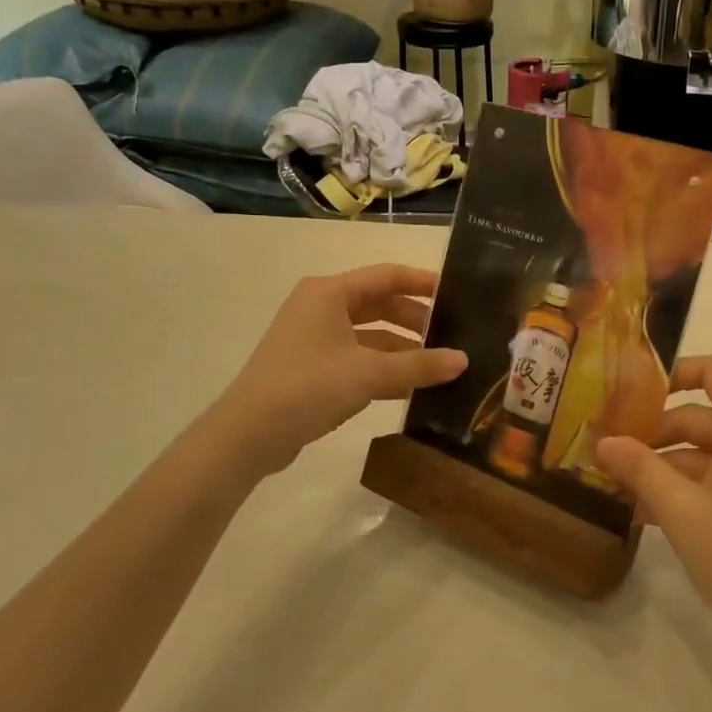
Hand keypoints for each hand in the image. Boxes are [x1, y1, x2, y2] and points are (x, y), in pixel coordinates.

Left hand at [221, 264, 466, 468]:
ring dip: (402, 348)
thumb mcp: (370, 373)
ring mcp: (314, 339)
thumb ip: (419, 365)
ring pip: (370, 334)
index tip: (458, 294)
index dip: (424, 283)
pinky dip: (384, 368)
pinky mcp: (311, 368)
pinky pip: (357, 358)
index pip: (387, 276)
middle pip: (380, 304)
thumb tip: (463, 360)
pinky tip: (411, 387)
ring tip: (438, 365)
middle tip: (453, 335)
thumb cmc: (308, 387)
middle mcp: (320, 308)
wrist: (248, 435)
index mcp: (330, 293)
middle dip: (416, 320)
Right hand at [596, 356, 711, 647]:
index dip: (675, 373)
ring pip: (710, 451)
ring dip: (667, 465)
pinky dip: (689, 486)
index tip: (636, 395)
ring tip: (621, 487)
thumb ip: (640, 469)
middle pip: (704, 416)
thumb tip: (603, 442)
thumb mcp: (680, 510)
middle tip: (613, 452)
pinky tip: (648, 512)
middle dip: (657, 433)